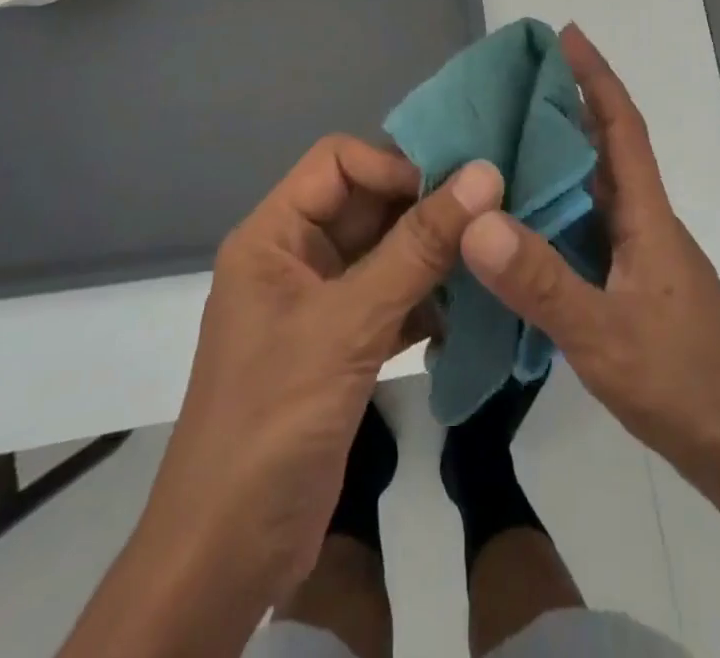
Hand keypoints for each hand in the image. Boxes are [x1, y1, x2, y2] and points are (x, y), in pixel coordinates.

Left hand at [138, 137, 502, 605]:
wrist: (227, 557)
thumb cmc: (274, 420)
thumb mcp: (349, 325)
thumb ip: (418, 248)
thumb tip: (484, 174)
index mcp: (273, 235)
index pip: (339, 162)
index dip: (395, 165)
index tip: (456, 190)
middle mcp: (294, 257)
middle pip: (366, 204)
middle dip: (425, 208)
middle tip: (493, 216)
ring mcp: (319, 303)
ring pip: (385, 252)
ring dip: (433, 255)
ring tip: (491, 258)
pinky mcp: (341, 345)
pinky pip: (392, 298)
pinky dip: (428, 300)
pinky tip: (471, 312)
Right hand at [458, 27, 719, 503]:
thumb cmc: (685, 384)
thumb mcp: (604, 335)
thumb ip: (540, 281)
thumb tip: (477, 217)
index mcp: (647, 216)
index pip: (622, 127)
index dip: (595, 77)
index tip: (566, 35)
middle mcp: (644, 223)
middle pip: (604, 149)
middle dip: (565, 108)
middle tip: (508, 86)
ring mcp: (640, 256)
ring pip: (593, 190)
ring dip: (556, 159)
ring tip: (500, 142)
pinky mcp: (632, 286)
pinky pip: (585, 229)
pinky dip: (553, 211)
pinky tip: (519, 224)